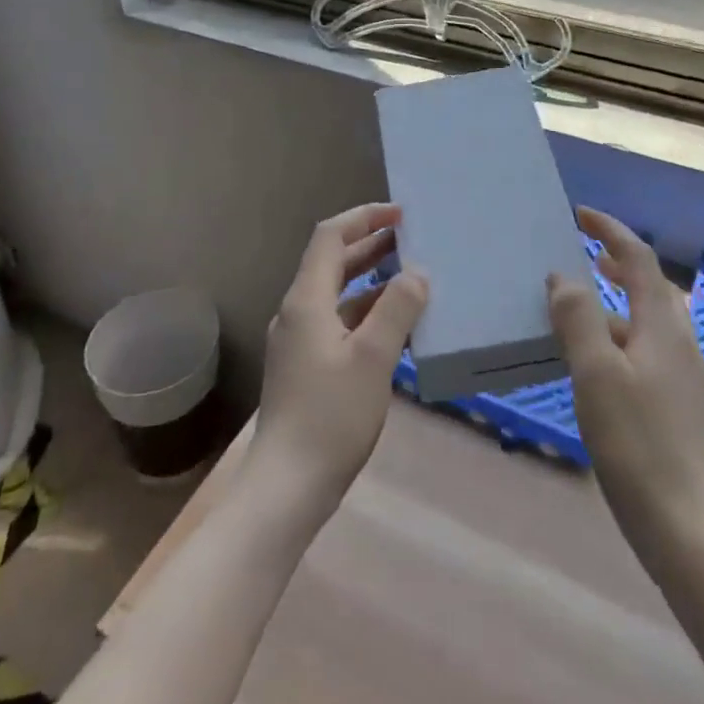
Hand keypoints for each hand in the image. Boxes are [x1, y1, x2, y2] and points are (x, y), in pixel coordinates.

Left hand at [251, 203, 428, 511]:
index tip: (400, 215)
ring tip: (409, 275)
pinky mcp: (305, 366)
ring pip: (336, 293)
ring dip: (369, 279)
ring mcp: (298, 340)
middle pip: (332, 262)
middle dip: (369, 245)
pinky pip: (337, 321)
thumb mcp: (373, 359)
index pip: (330, 237)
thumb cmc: (330, 417)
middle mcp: (297, 311)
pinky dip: (365, 311)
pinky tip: (394, 325)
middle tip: (410, 239)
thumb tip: (416, 273)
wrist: (286, 487)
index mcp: (307, 300)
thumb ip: (397, 310)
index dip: (363, 218)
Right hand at [549, 207, 703, 567]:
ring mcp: (681, 376)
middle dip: (620, 262)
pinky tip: (594, 361)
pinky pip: (646, 348)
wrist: (686, 529)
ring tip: (580, 305)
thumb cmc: (637, 443)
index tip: (580, 214)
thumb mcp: (596, 373)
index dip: (611, 230)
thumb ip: (578, 318)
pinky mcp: (675, 405)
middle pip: (652, 285)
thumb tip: (564, 276)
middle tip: (587, 253)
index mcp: (662, 326)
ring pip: (649, 319)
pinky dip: (619, 334)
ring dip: (618, 300)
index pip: (639, 259)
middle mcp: (678, 342)